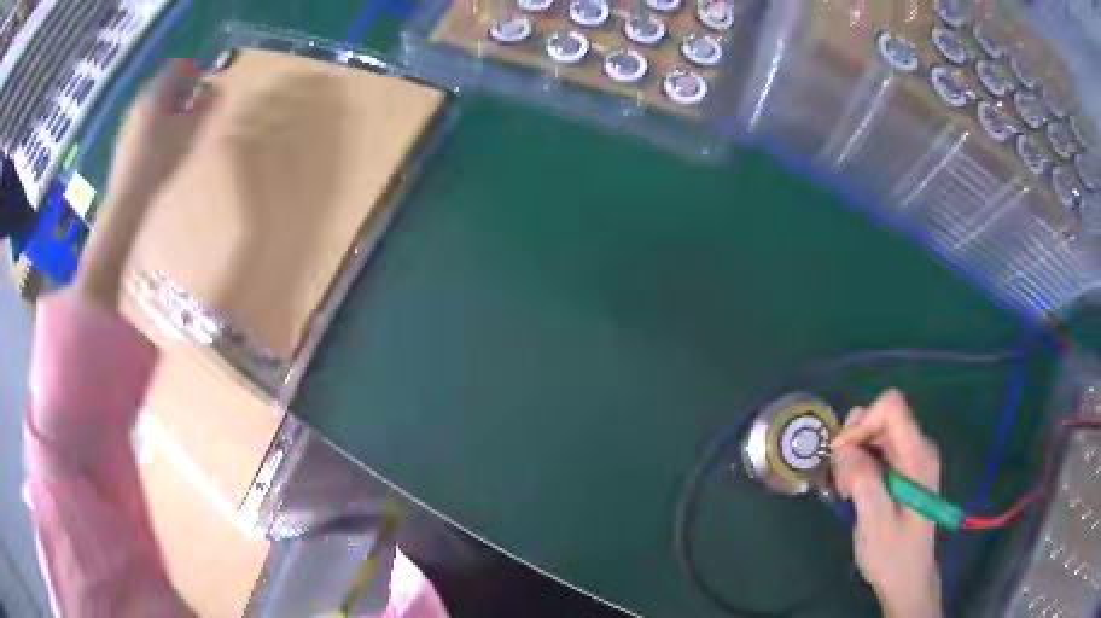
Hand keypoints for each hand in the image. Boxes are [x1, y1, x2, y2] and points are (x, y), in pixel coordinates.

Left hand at [106, 58, 215, 205]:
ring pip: (153, 105)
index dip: (195, 68)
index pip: (179, 66)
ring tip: (180, 124)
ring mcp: (129, 123)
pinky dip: (156, 125)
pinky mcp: (123, 144)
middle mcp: (140, 100)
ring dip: (168, 108)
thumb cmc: (159, 159)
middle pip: (164, 85)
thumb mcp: (189, 130)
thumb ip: (204, 106)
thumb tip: (216, 88)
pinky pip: (144, 123)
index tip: (207, 76)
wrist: (126, 200)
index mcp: (156, 91)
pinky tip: (162, 143)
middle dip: (181, 89)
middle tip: (195, 100)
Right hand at [830, 390, 942, 617]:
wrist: (907, 579)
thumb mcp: (875, 523)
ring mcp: (911, 458)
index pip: (892, 407)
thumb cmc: (893, 555)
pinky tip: (853, 493)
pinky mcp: (903, 469)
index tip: (840, 455)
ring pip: (876, 433)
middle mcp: (918, 448)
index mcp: (918, 457)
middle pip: (882, 417)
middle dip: (854, 442)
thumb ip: (863, 481)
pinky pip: (877, 450)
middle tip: (841, 482)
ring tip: (846, 492)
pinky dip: (858, 465)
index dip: (862, 423)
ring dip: (853, 456)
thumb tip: (842, 448)